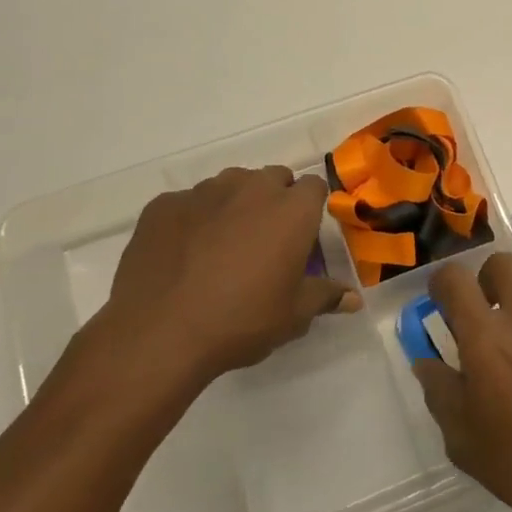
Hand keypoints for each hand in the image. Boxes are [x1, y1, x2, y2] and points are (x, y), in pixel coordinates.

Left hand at [67, 167, 359, 422]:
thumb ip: (326, 297)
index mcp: (292, 209)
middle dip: (275, 200)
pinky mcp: (163, 205)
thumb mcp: (293, 316)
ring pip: (230, 185)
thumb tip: (353, 299)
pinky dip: (193, 219)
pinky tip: (184, 254)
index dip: (311, 209)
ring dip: (235, 205)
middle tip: (266, 242)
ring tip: (223, 246)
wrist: (159, 333)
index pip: (314, 187)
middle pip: (273, 178)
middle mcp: (251, 188)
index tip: (302, 237)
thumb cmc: (241, 321)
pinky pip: (188, 203)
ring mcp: (203, 192)